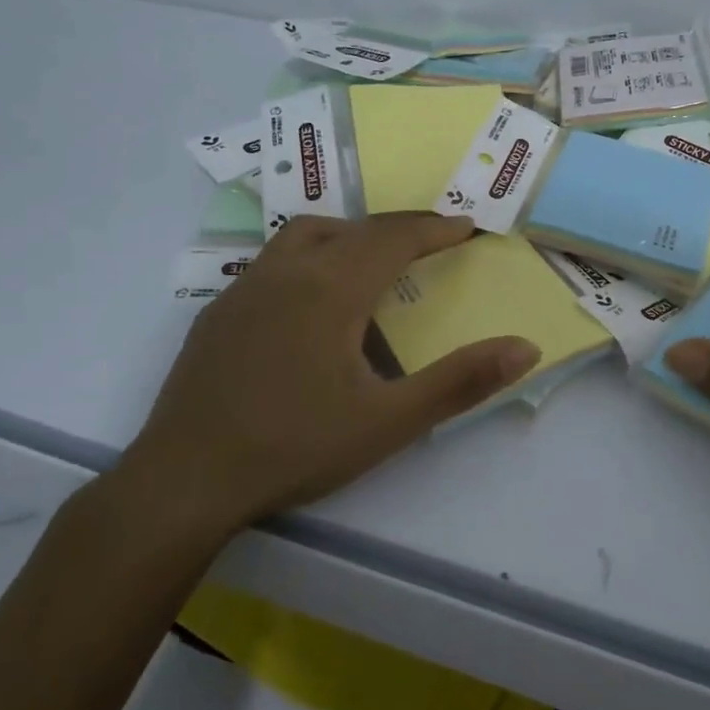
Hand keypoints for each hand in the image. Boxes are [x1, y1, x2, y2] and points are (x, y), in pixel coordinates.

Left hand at [119, 214, 540, 535]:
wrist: (184, 482)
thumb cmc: (294, 447)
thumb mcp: (388, 421)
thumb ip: (460, 382)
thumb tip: (525, 348)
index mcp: (330, 289)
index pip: (393, 238)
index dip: (434, 229)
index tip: (466, 227)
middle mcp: (285, 273)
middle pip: (353, 228)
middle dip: (399, 228)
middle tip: (433, 240)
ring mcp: (244, 289)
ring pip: (305, 234)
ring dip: (350, 234)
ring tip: (374, 260)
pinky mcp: (218, 313)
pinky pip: (274, 262)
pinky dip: (311, 258)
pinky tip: (312, 303)